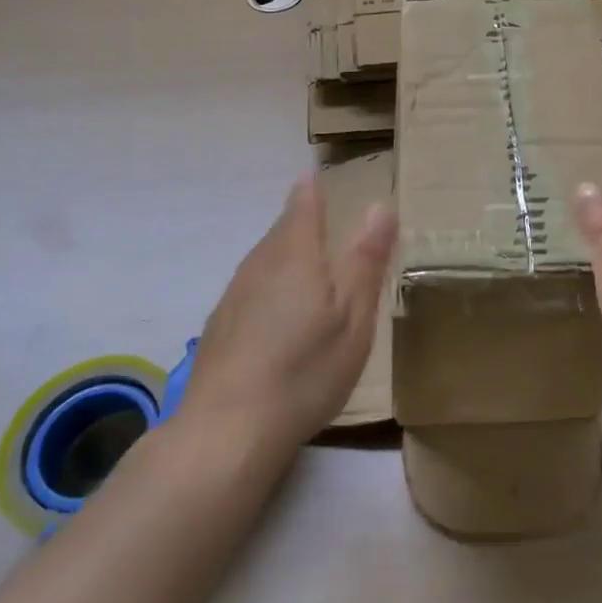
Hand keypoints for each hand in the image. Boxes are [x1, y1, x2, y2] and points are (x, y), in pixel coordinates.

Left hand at [179, 173, 397, 456]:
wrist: (227, 431)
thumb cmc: (305, 370)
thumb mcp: (353, 317)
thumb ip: (366, 260)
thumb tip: (381, 205)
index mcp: (295, 254)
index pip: (303, 204)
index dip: (311, 186)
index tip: (316, 171)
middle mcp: (259, 264)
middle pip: (281, 229)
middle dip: (300, 217)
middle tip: (319, 210)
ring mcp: (234, 295)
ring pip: (264, 259)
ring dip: (285, 251)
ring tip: (305, 256)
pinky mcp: (220, 326)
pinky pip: (252, 287)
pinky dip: (270, 283)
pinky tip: (278, 308)